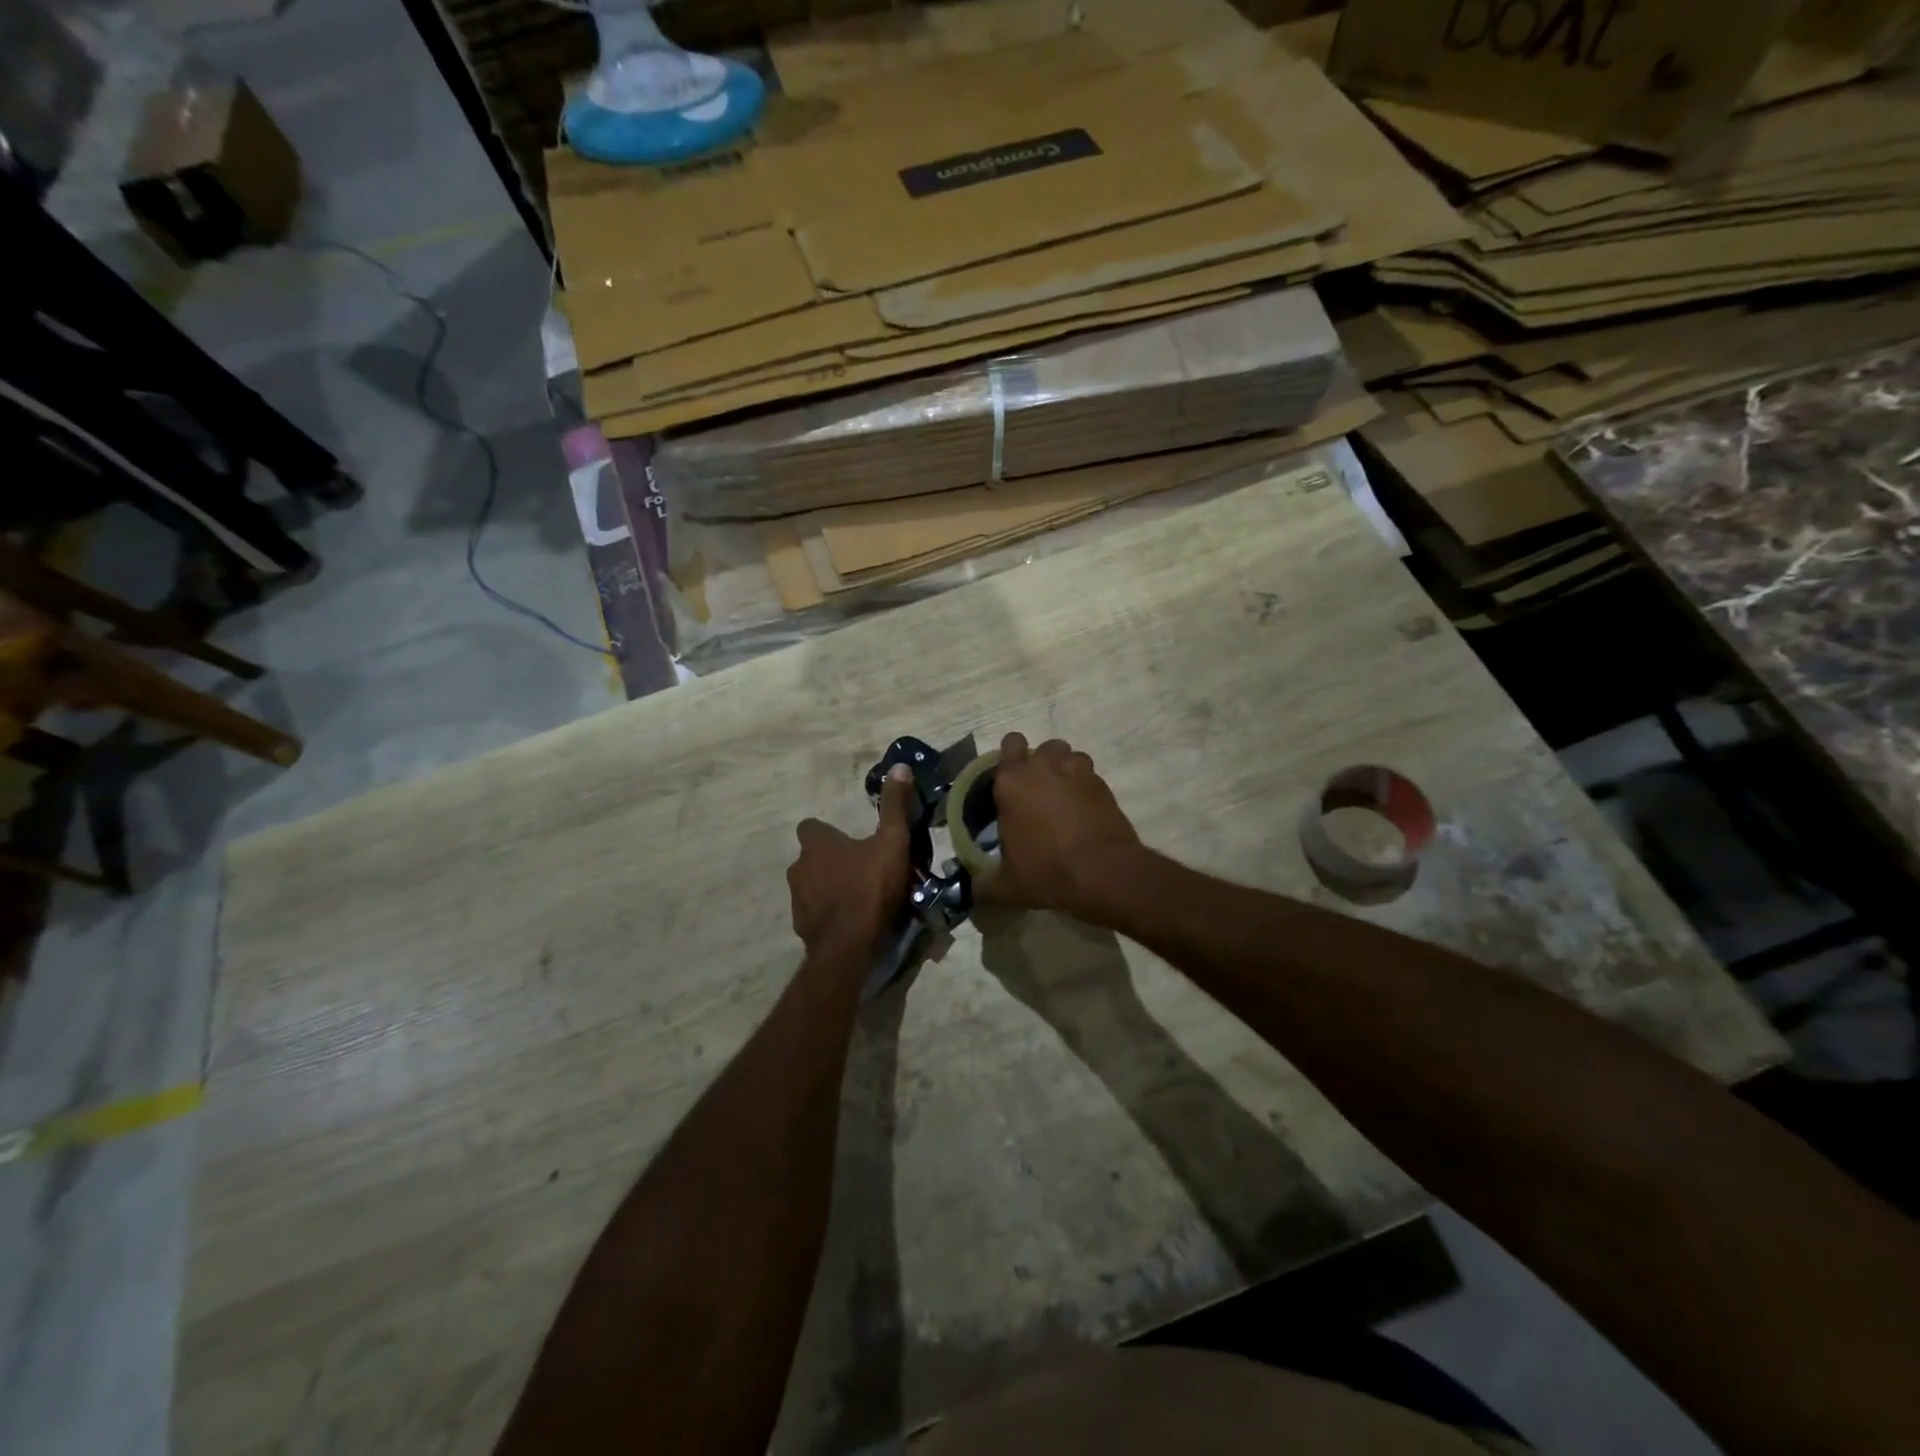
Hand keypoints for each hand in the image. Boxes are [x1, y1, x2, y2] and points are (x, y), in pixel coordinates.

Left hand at [788, 765, 914, 956]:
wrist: (849, 945)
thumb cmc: (870, 887)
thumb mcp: (892, 842)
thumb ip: (894, 806)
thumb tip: (899, 766)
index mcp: (817, 844)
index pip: (811, 827)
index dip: (827, 832)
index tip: (848, 839)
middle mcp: (799, 867)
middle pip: (812, 858)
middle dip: (831, 861)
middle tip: (861, 869)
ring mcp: (798, 899)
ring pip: (812, 885)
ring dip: (830, 888)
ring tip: (859, 898)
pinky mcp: (802, 926)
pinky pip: (816, 913)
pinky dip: (830, 914)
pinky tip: (852, 922)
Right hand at [981, 734, 1141, 917]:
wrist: (1102, 872)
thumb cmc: (1046, 871)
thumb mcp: (1007, 886)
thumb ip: (985, 883)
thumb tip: (974, 888)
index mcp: (1012, 781)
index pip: (1009, 744)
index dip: (1010, 757)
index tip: (1010, 779)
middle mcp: (1044, 767)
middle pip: (1042, 747)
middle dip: (1040, 762)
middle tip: (1037, 791)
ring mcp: (1077, 772)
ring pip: (1069, 756)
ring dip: (1065, 770)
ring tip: (1064, 797)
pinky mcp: (1103, 784)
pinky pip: (1090, 775)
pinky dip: (1085, 787)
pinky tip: (1084, 810)